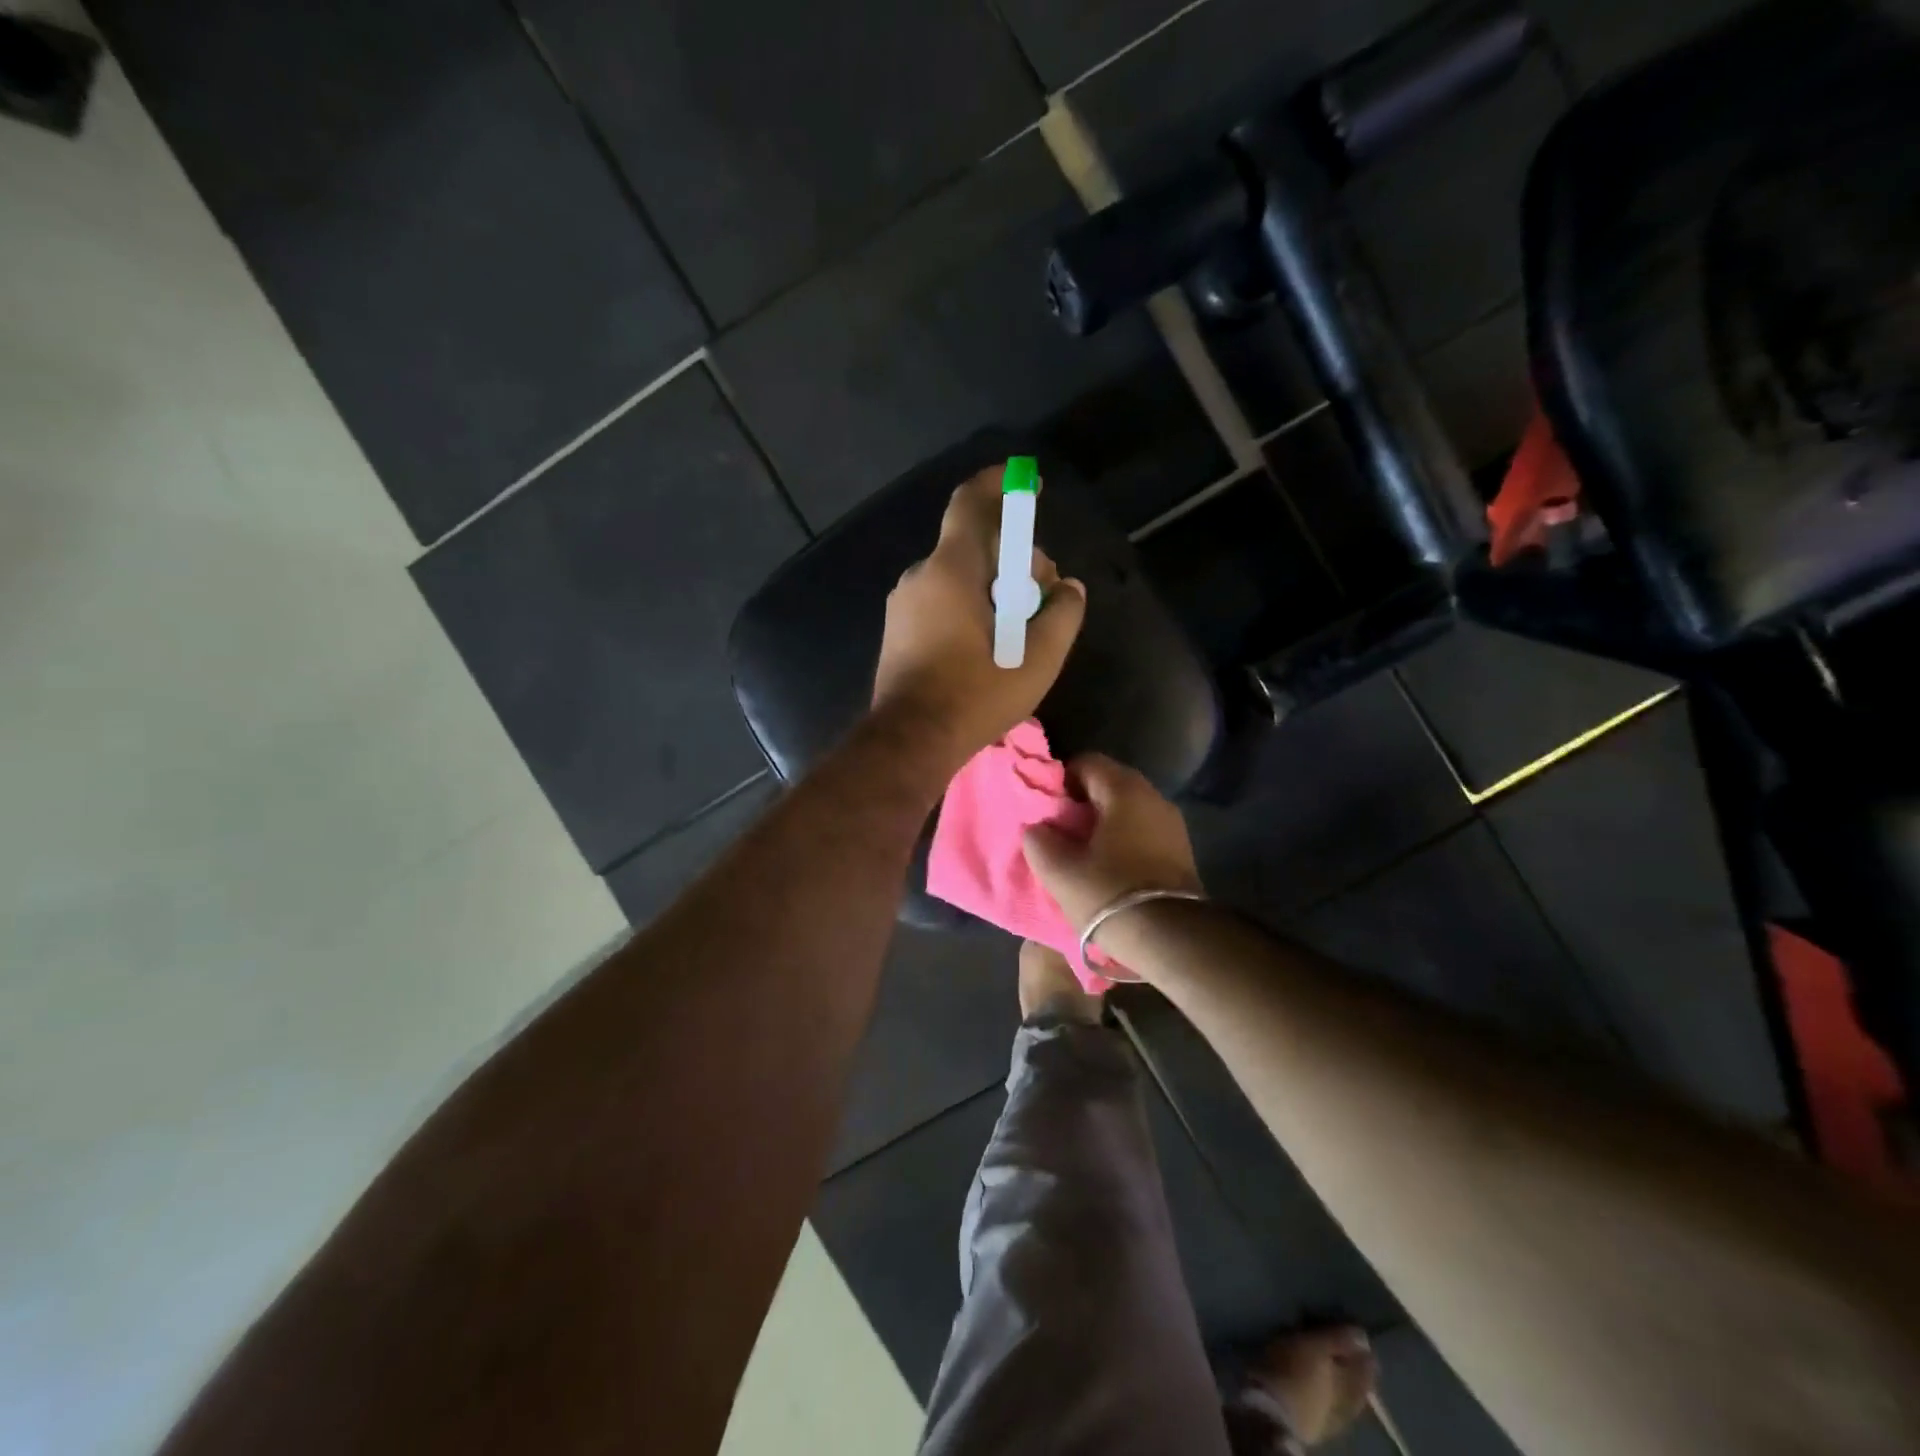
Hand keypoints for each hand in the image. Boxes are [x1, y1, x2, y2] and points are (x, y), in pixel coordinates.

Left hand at [871, 466, 1086, 773]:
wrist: (909, 742)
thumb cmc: (973, 697)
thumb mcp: (1035, 660)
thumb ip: (1062, 615)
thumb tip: (1069, 588)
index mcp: (950, 570)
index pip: (971, 503)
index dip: (1000, 484)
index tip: (1028, 484)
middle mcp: (920, 576)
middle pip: (975, 545)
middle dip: (1015, 558)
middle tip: (1043, 596)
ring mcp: (904, 603)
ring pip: (959, 575)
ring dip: (995, 587)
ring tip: (1020, 628)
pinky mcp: (898, 629)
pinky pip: (942, 598)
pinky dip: (971, 604)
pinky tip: (990, 643)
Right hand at [1021, 754, 1202, 933]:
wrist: (1171, 938)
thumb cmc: (1109, 893)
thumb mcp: (1059, 871)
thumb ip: (1039, 840)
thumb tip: (1037, 828)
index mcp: (1125, 790)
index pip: (1087, 762)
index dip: (1061, 779)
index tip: (1047, 806)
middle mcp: (1154, 797)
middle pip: (1109, 783)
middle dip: (1082, 801)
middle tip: (1059, 828)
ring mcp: (1173, 824)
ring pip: (1128, 808)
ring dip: (1104, 821)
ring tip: (1081, 849)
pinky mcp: (1181, 850)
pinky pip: (1143, 830)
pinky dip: (1123, 838)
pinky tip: (1108, 864)